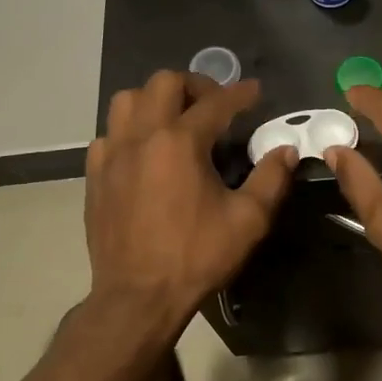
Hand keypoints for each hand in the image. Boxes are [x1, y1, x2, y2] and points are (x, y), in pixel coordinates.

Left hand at [85, 70, 295, 336]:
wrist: (137, 297)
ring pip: (127, 100)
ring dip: (156, 100)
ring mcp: (112, 154)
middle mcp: (142, 136)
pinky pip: (109, 134)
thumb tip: (286, 150)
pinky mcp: (95, 175)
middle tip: (215, 105)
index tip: (255, 92)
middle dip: (195, 85)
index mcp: (180, 142)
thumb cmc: (195, 257)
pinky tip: (145, 152)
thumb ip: (271, 179)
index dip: (240, 94)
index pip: (216, 102)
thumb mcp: (247, 221)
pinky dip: (130, 131)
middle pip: (164, 83)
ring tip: (176, 120)